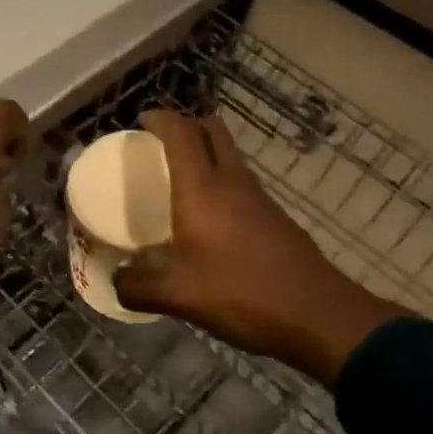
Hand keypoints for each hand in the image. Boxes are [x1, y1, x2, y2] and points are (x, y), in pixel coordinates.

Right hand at [114, 109, 405, 383]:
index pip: (181, 133)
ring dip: (205, 152)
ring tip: (178, 177)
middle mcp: (232, 182)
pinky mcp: (275, 217)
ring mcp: (259, 198)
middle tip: (159, 143)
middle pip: (212, 131)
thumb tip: (115, 281)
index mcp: (202, 189)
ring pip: (229, 155)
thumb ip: (136, 287)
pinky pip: (240, 181)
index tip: (140, 120)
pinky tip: (208, 216)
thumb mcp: (177, 296)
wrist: (317, 315)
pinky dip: (220, 180)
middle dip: (185, 125)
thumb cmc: (240, 294)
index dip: (160, 118)